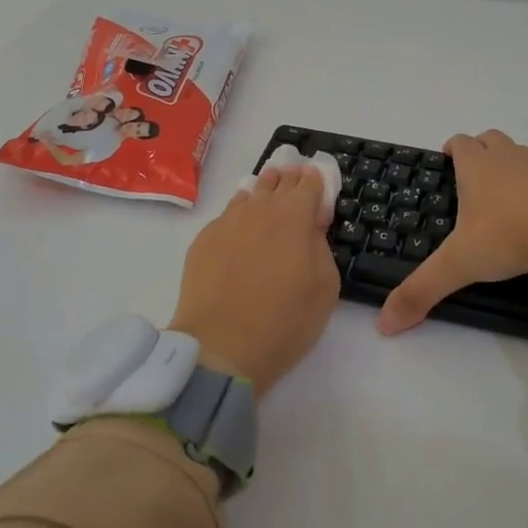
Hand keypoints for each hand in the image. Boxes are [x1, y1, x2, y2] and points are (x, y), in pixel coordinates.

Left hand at [169, 163, 339, 393]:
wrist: (220, 347)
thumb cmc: (285, 321)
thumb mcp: (325, 286)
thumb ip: (321, 246)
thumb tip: (312, 224)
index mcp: (294, 215)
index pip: (309, 183)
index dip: (316, 180)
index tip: (318, 182)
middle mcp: (259, 209)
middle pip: (277, 181)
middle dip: (289, 179)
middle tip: (294, 181)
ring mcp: (227, 222)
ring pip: (248, 194)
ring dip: (262, 192)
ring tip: (268, 195)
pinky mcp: (203, 240)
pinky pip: (226, 216)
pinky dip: (239, 215)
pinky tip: (241, 227)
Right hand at [378, 130, 527, 333]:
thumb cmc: (511, 234)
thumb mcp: (461, 264)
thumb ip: (423, 290)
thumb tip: (384, 323)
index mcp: (478, 167)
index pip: (460, 143)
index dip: (452, 149)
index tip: (447, 159)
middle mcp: (511, 158)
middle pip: (491, 140)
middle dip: (482, 152)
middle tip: (475, 178)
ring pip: (523, 156)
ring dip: (515, 169)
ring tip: (511, 201)